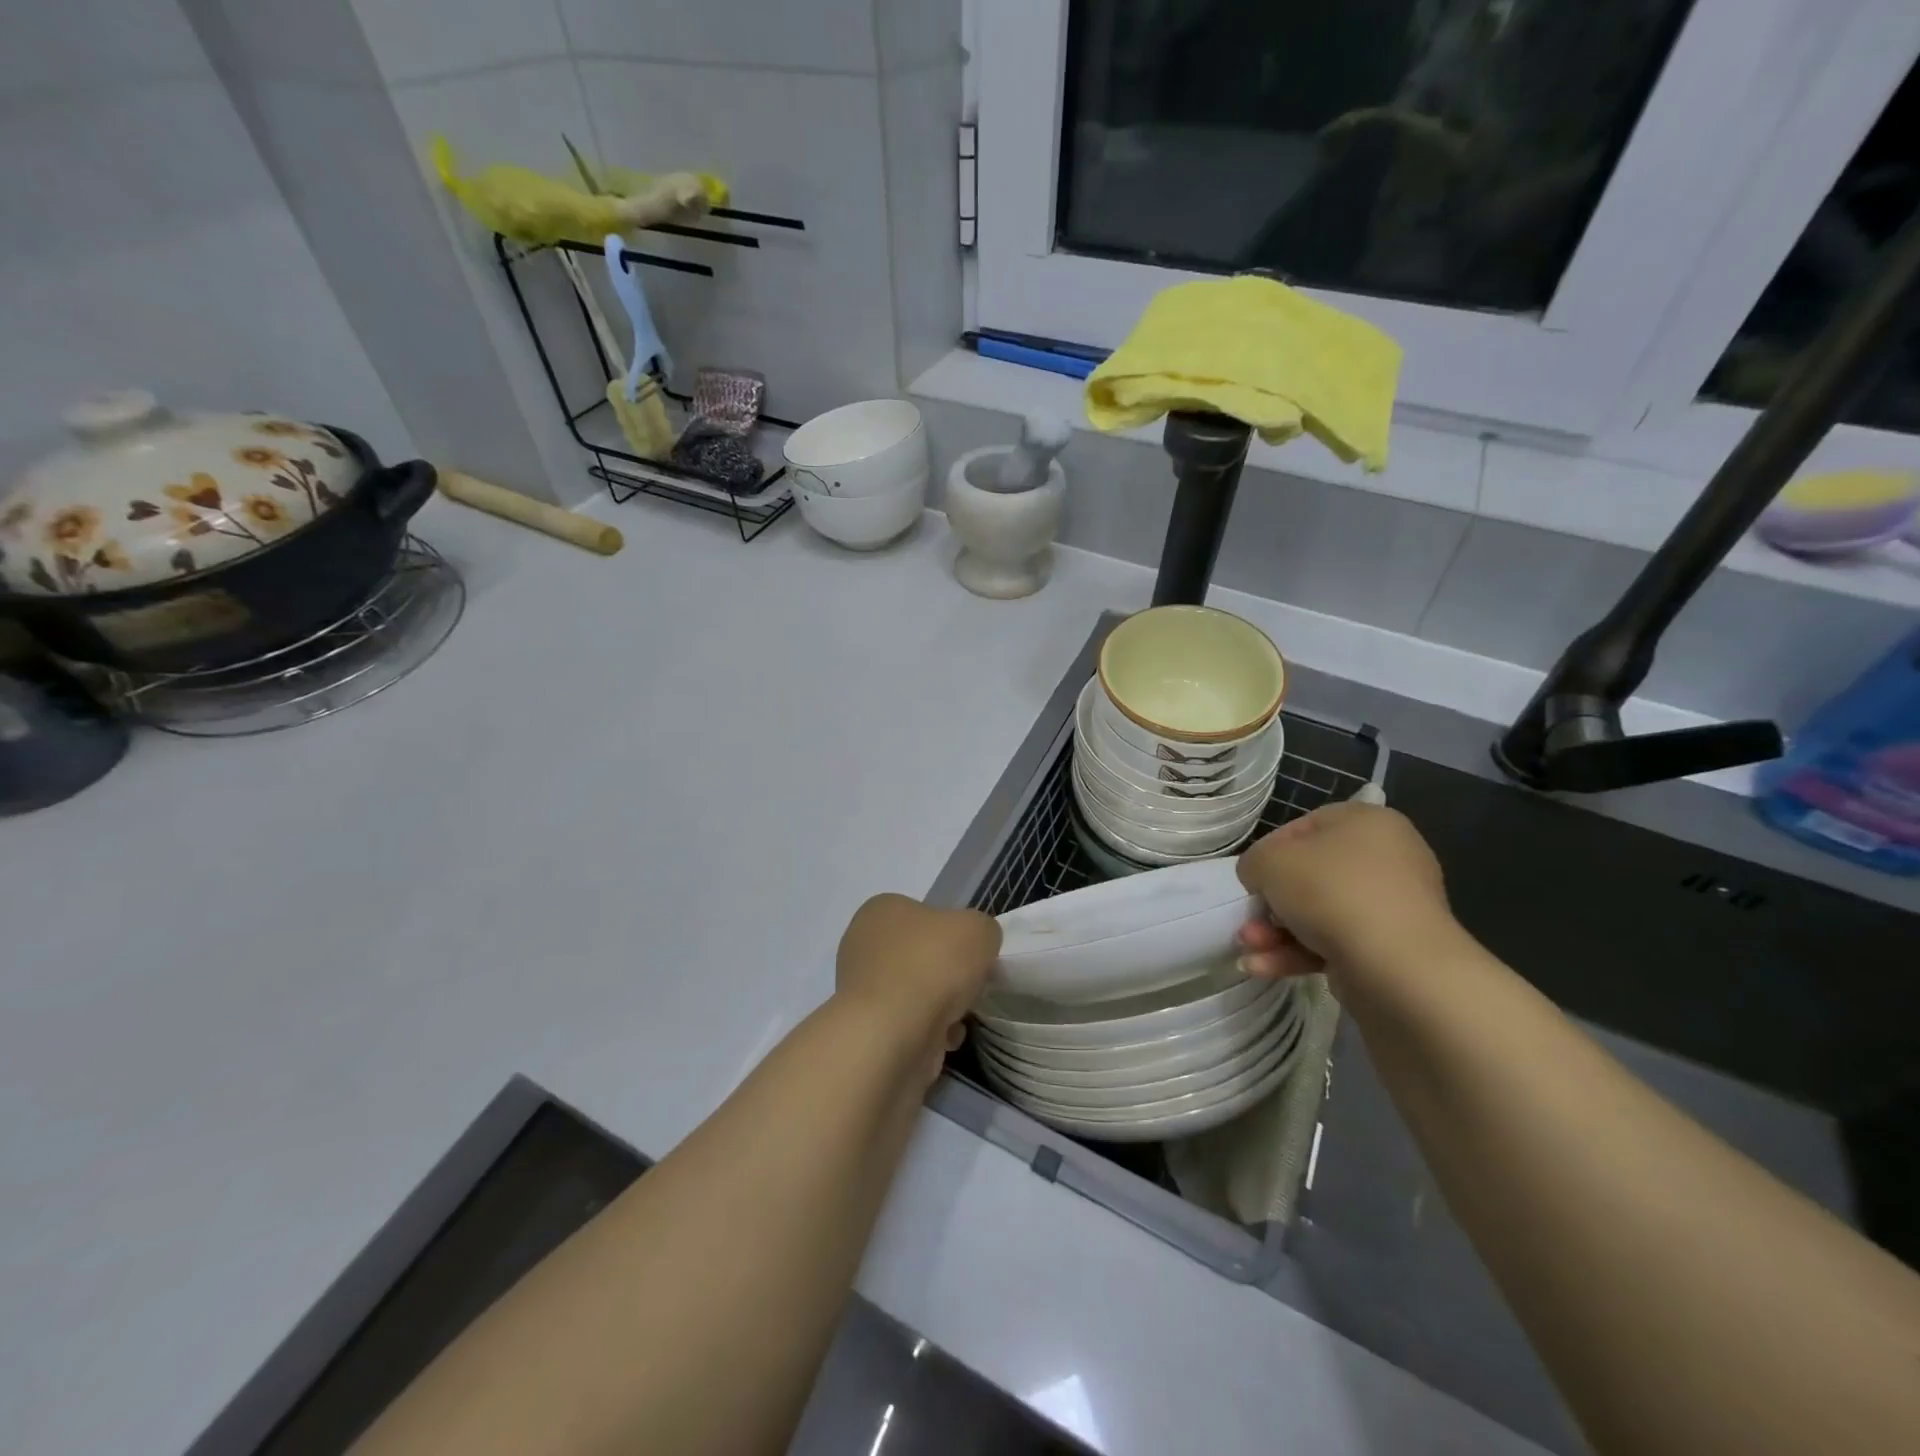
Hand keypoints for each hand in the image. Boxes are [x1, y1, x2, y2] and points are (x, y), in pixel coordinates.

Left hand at [835, 895, 1000, 1073]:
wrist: (893, 1034)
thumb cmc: (932, 965)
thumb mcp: (978, 929)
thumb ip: (983, 930)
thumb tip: (976, 947)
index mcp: (882, 910)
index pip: (924, 914)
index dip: (954, 934)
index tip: (973, 954)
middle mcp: (864, 944)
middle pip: (922, 956)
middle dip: (948, 974)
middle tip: (970, 984)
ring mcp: (862, 990)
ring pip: (917, 992)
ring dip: (943, 1005)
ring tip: (959, 1015)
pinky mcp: (868, 1029)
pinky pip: (910, 1025)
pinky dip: (931, 1032)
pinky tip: (945, 1037)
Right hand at [1235, 803, 1451, 986]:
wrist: (1396, 964)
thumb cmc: (1330, 891)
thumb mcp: (1270, 861)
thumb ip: (1254, 862)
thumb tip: (1260, 879)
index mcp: (1367, 822)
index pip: (1303, 828)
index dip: (1268, 852)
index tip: (1251, 878)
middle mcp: (1386, 858)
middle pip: (1309, 876)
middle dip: (1270, 904)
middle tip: (1247, 921)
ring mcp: (1391, 906)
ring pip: (1317, 913)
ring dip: (1276, 932)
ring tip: (1249, 949)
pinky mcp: (1390, 948)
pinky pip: (1334, 942)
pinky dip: (1297, 953)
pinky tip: (1262, 967)